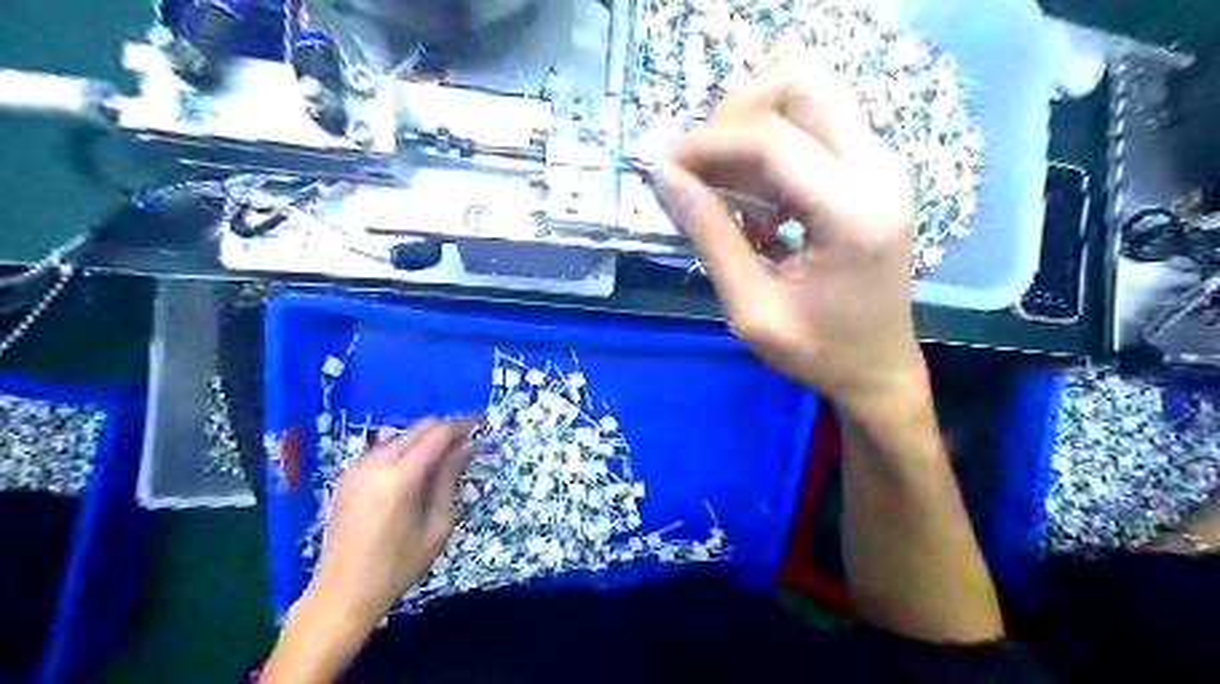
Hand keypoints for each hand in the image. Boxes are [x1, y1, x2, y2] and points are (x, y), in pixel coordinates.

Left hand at [301, 414, 477, 627]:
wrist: (341, 594)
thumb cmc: (397, 567)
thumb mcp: (436, 527)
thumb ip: (448, 481)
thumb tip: (465, 446)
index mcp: (400, 480)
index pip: (438, 434)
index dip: (463, 424)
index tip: (483, 422)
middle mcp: (375, 465)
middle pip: (419, 428)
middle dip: (447, 428)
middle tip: (469, 438)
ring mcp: (357, 468)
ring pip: (402, 435)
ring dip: (426, 438)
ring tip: (446, 456)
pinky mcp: (348, 476)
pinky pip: (384, 449)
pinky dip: (406, 449)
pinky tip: (417, 468)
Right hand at [659, 56, 923, 411]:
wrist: (879, 369)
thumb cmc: (819, 352)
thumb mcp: (751, 308)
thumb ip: (710, 238)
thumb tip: (666, 178)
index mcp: (851, 213)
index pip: (770, 138)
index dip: (707, 143)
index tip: (665, 168)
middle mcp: (878, 171)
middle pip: (801, 83)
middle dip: (735, 113)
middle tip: (701, 166)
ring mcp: (882, 165)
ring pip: (809, 94)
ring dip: (752, 126)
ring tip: (723, 187)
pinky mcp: (874, 171)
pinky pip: (816, 125)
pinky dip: (772, 147)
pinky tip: (756, 203)